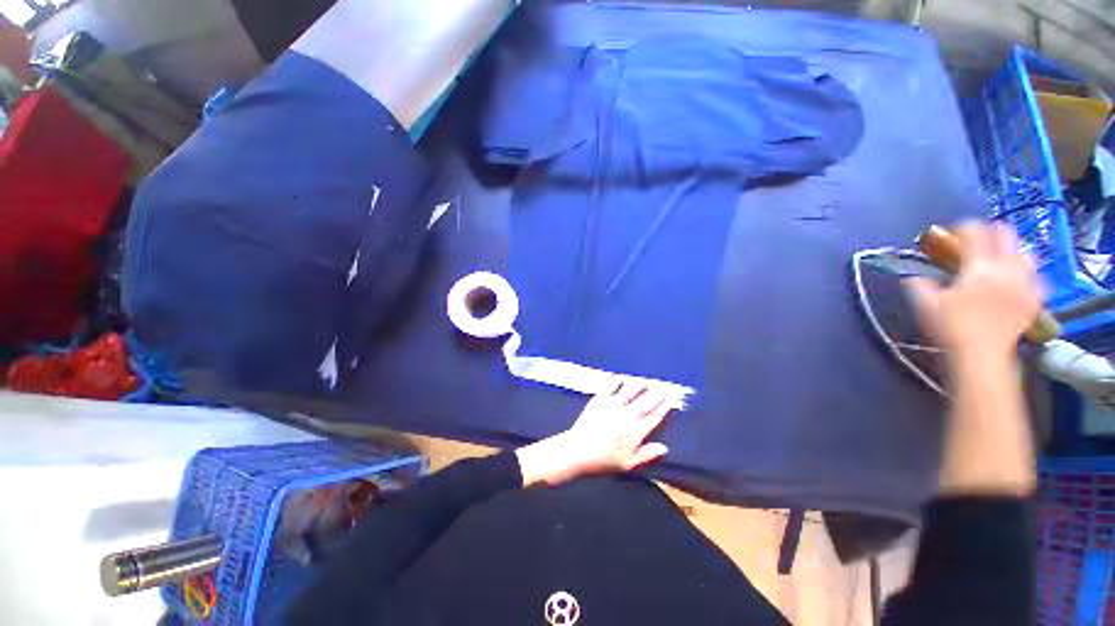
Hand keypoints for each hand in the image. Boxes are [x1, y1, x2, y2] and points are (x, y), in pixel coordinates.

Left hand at [515, 381, 674, 486]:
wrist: (577, 451)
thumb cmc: (603, 461)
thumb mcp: (627, 464)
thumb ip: (646, 454)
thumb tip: (664, 447)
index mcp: (634, 432)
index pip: (653, 417)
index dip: (663, 409)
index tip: (670, 401)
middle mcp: (626, 416)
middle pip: (644, 403)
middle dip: (655, 395)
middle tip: (662, 388)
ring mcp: (612, 406)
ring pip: (629, 392)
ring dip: (638, 386)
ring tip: (645, 382)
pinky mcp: (599, 401)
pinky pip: (609, 388)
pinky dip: (616, 382)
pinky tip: (620, 378)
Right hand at [906, 222, 1038, 494]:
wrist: (981, 358)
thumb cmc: (951, 330)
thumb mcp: (926, 306)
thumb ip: (919, 286)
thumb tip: (910, 276)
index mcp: (977, 267)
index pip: (973, 232)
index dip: (962, 228)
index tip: (953, 232)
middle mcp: (1005, 269)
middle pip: (1005, 234)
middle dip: (991, 233)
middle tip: (978, 242)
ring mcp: (1023, 284)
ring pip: (1025, 252)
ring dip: (1012, 251)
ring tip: (1000, 259)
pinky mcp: (1033, 300)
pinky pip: (1037, 276)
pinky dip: (1028, 273)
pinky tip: (1020, 279)